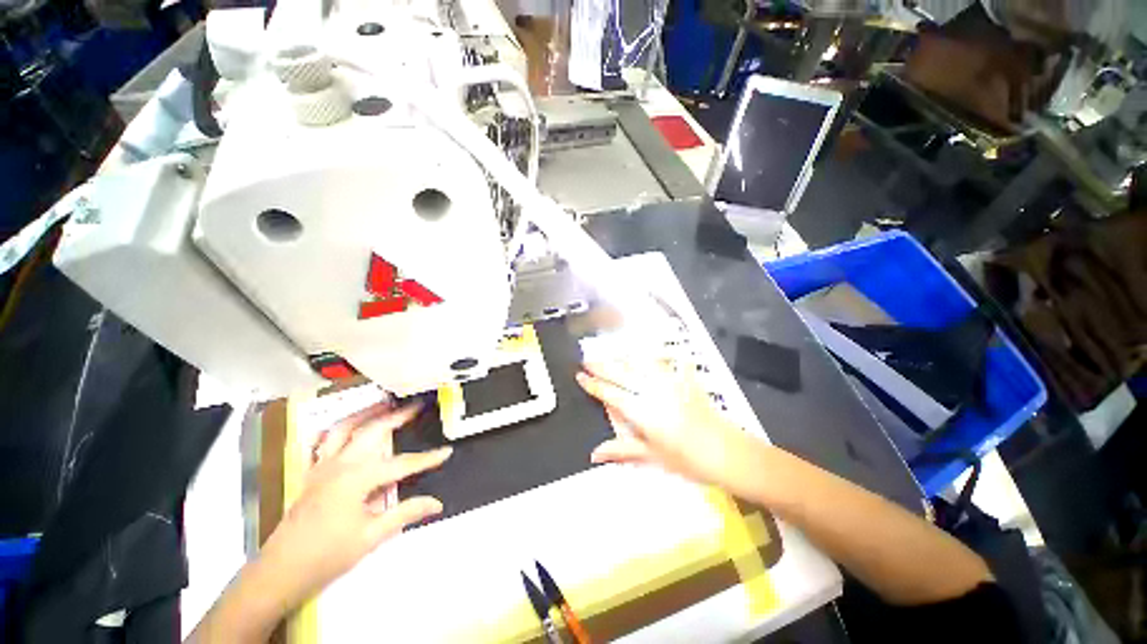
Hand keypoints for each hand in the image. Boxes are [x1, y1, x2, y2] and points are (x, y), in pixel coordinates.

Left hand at [259, 402, 450, 608]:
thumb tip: (437, 503)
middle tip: (416, 405)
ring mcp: (323, 466)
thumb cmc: (328, 554)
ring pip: (345, 428)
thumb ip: (405, 513)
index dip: (427, 459)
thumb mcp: (371, 536)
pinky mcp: (312, 473)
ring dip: (366, 413)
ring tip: (384, 403)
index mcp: (358, 478)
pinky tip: (346, 427)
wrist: (280, 571)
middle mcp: (341, 464)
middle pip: (373, 431)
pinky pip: (323, 442)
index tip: (447, 451)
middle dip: (397, 416)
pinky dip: (337, 429)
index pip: (402, 463)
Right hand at [576, 359, 755, 494]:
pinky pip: (672, 362)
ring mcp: (670, 383)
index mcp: (642, 411)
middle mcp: (652, 391)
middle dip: (602, 366)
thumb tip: (594, 453)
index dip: (593, 384)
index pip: (611, 393)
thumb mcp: (652, 457)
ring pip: (641, 364)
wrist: (727, 453)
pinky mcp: (686, 381)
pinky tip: (658, 348)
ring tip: (611, 352)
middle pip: (622, 374)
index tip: (580, 375)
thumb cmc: (687, 460)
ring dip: (624, 357)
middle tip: (587, 359)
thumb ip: (622, 450)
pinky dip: (663, 355)